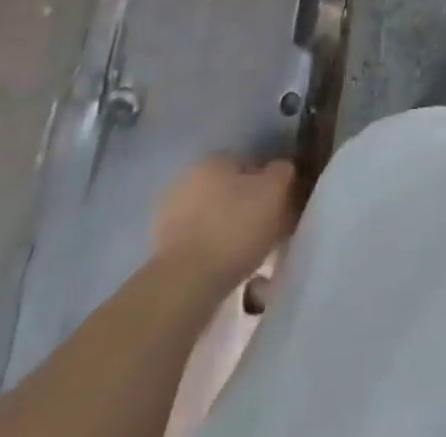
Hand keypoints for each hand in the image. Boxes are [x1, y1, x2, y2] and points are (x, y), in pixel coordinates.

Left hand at [153, 156, 298, 281]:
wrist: (186, 286)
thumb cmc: (235, 228)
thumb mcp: (275, 190)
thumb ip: (284, 171)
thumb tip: (282, 169)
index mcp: (214, 159)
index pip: (250, 162)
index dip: (270, 182)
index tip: (282, 203)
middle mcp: (188, 179)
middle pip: (230, 189)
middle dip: (248, 205)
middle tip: (269, 228)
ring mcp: (169, 217)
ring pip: (214, 217)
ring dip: (230, 229)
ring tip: (251, 254)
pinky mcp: (161, 252)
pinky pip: (199, 244)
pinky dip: (214, 251)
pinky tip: (228, 268)